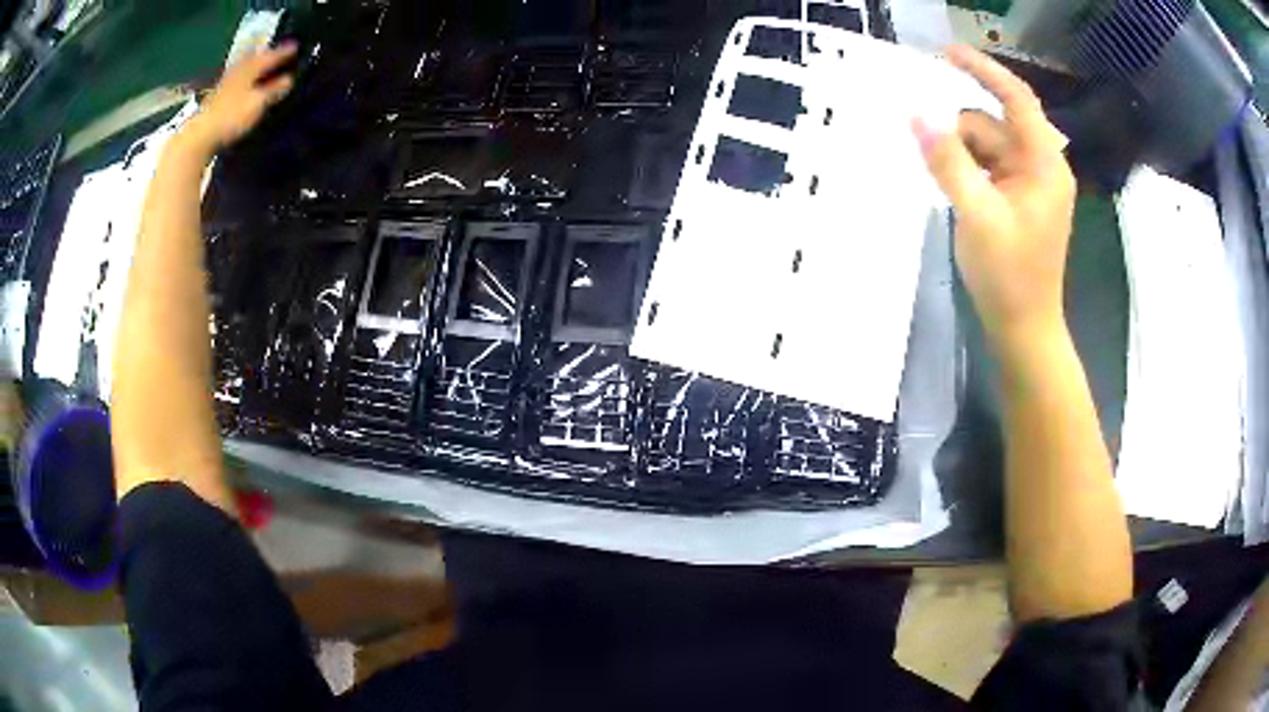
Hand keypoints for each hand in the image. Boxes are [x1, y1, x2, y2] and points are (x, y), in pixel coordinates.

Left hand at [181, 43, 297, 156]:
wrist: (201, 133)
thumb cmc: (232, 116)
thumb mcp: (258, 103)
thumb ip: (274, 90)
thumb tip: (290, 78)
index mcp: (251, 68)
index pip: (271, 56)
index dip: (284, 52)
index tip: (296, 47)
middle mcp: (239, 69)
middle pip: (256, 57)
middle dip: (268, 54)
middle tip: (279, 52)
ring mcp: (227, 81)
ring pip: (246, 66)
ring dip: (256, 64)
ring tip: (264, 65)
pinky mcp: (219, 94)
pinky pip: (238, 77)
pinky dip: (247, 75)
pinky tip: (248, 81)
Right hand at [914, 46, 1075, 342]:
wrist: (1025, 329)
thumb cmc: (1010, 276)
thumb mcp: (977, 215)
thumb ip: (947, 161)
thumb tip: (916, 115)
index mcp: (1044, 164)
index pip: (1017, 99)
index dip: (984, 70)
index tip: (946, 52)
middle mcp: (1040, 166)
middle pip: (992, 124)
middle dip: (959, 134)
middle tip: (929, 155)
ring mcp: (1029, 184)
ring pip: (985, 146)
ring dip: (958, 155)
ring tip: (943, 186)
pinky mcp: (1017, 200)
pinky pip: (986, 167)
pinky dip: (965, 170)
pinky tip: (952, 190)